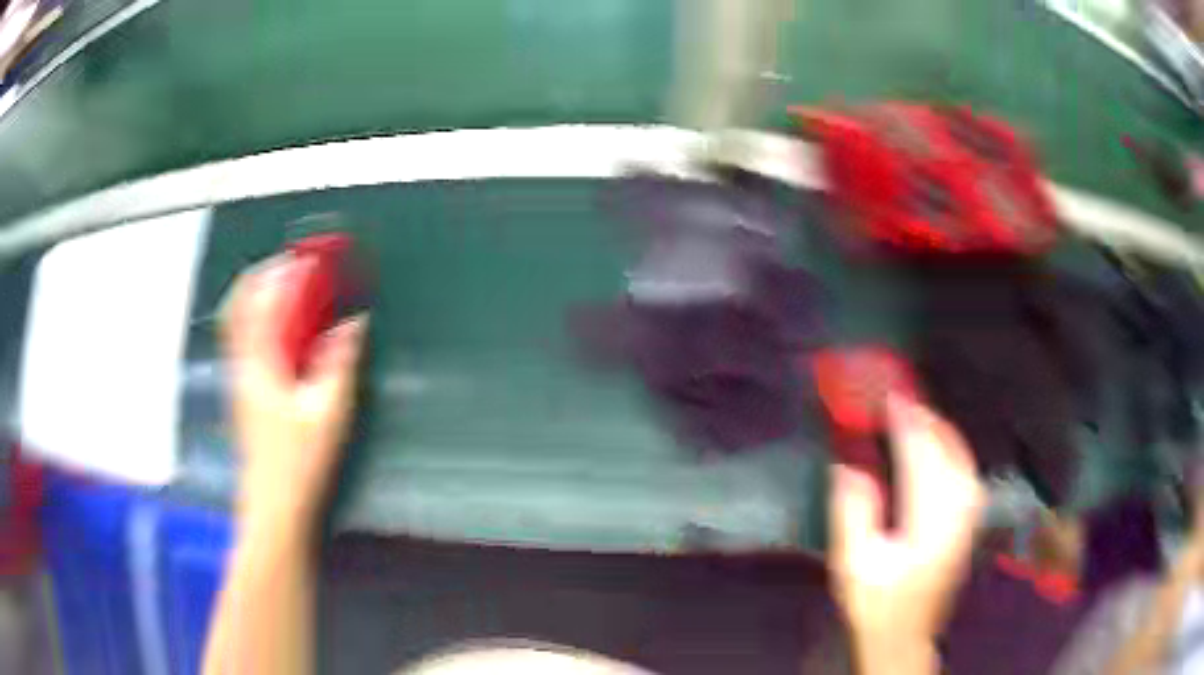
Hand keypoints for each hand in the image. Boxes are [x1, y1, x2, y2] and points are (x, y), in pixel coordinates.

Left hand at [223, 255, 366, 539]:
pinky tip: (281, 331)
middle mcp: (242, 364)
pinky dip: (259, 321)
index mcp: (261, 364)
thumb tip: (355, 322)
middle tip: (289, 264)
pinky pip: (243, 340)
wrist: (273, 504)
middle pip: (239, 304)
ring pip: (238, 321)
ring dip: (258, 296)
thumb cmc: (299, 461)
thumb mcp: (329, 412)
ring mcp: (238, 378)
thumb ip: (340, 361)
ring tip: (286, 288)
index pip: (263, 301)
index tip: (307, 256)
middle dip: (262, 275)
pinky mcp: (241, 391)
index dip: (283, 271)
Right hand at [829, 396, 984, 671]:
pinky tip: (935, 437)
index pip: (920, 454)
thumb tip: (850, 465)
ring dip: (935, 425)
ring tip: (911, 409)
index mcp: (930, 521)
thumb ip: (853, 513)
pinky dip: (948, 442)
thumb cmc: (877, 602)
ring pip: (959, 451)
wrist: (906, 634)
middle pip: (945, 445)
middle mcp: (958, 509)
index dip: (903, 419)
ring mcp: (970, 511)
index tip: (885, 393)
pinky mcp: (971, 515)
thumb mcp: (853, 566)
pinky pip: (964, 463)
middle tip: (893, 394)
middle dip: (921, 415)